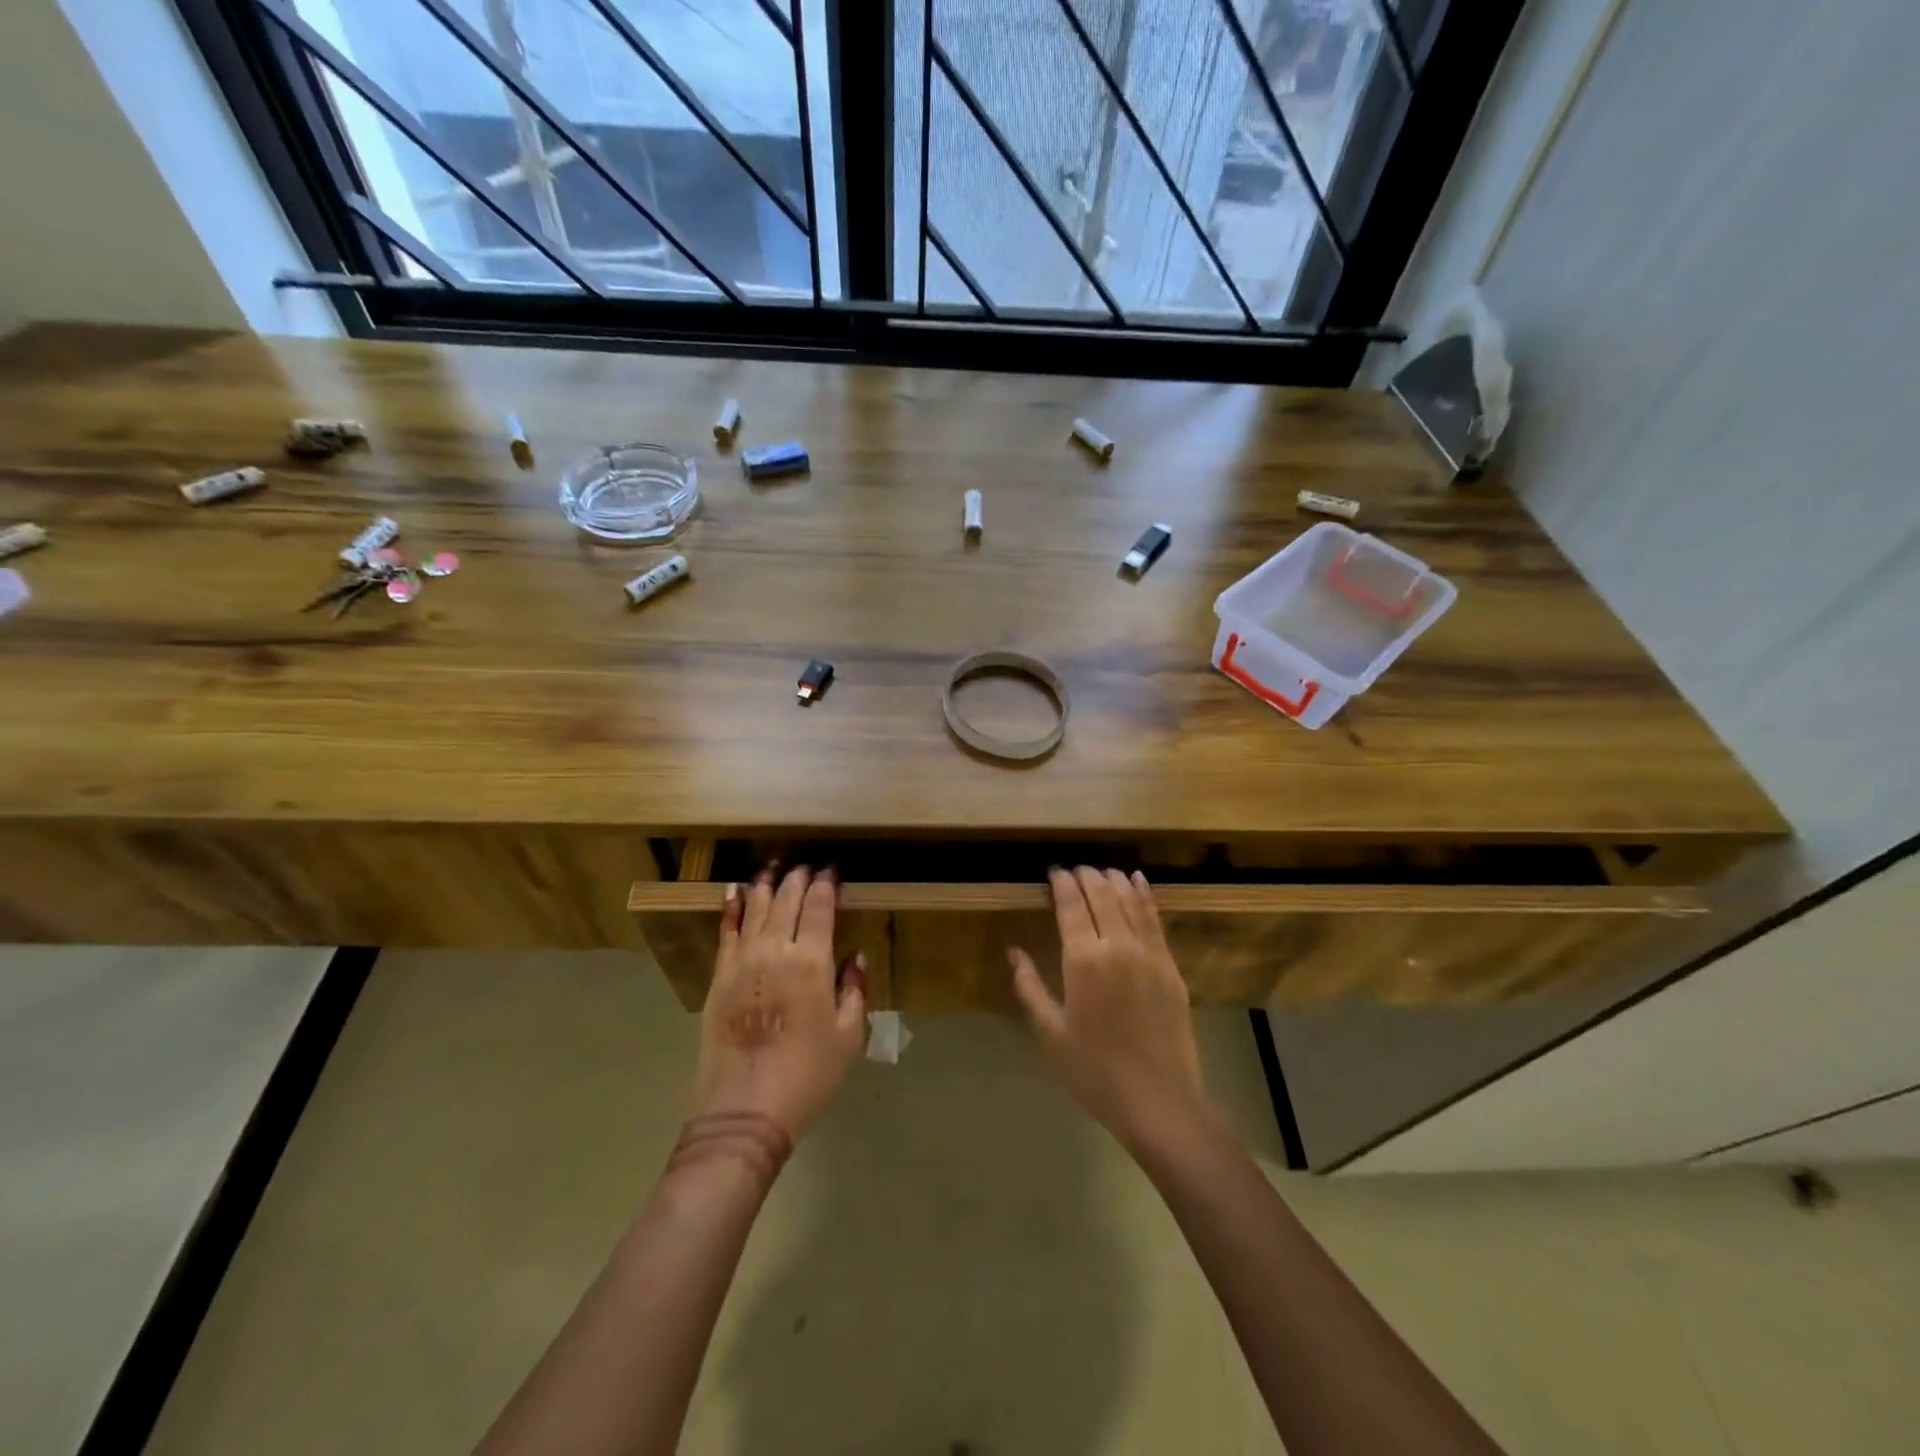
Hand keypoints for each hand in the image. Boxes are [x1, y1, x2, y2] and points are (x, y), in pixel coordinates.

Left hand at [697, 866, 866, 1141]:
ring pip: (755, 909)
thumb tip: (855, 957)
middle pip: (786, 900)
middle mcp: (776, 950)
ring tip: (772, 867)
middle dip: (797, 878)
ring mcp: (743, 961)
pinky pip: (726, 932)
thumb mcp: (848, 1036)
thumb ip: (854, 990)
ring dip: (765, 884)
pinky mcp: (719, 976)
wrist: (746, 1110)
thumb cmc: (808, 1074)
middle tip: (805, 866)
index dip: (826, 884)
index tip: (832, 870)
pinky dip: (731, 908)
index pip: (820, 907)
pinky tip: (734, 892)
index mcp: (813, 962)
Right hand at [1011, 867, 1209, 1149]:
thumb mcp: (1051, 1032)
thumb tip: (1014, 952)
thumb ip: (1030, 987)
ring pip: (1130, 900)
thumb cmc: (1094, 1071)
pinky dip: (1145, 895)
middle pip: (1101, 895)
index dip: (1062, 883)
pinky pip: (1155, 918)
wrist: (1158, 1100)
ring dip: (1114, 880)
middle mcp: (1117, 945)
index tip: (1054, 871)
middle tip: (1075, 870)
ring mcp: (1148, 953)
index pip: (1071, 905)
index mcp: (1083, 960)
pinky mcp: (1170, 965)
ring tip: (1102, 870)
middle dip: (1086, 876)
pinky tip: (1138, 881)